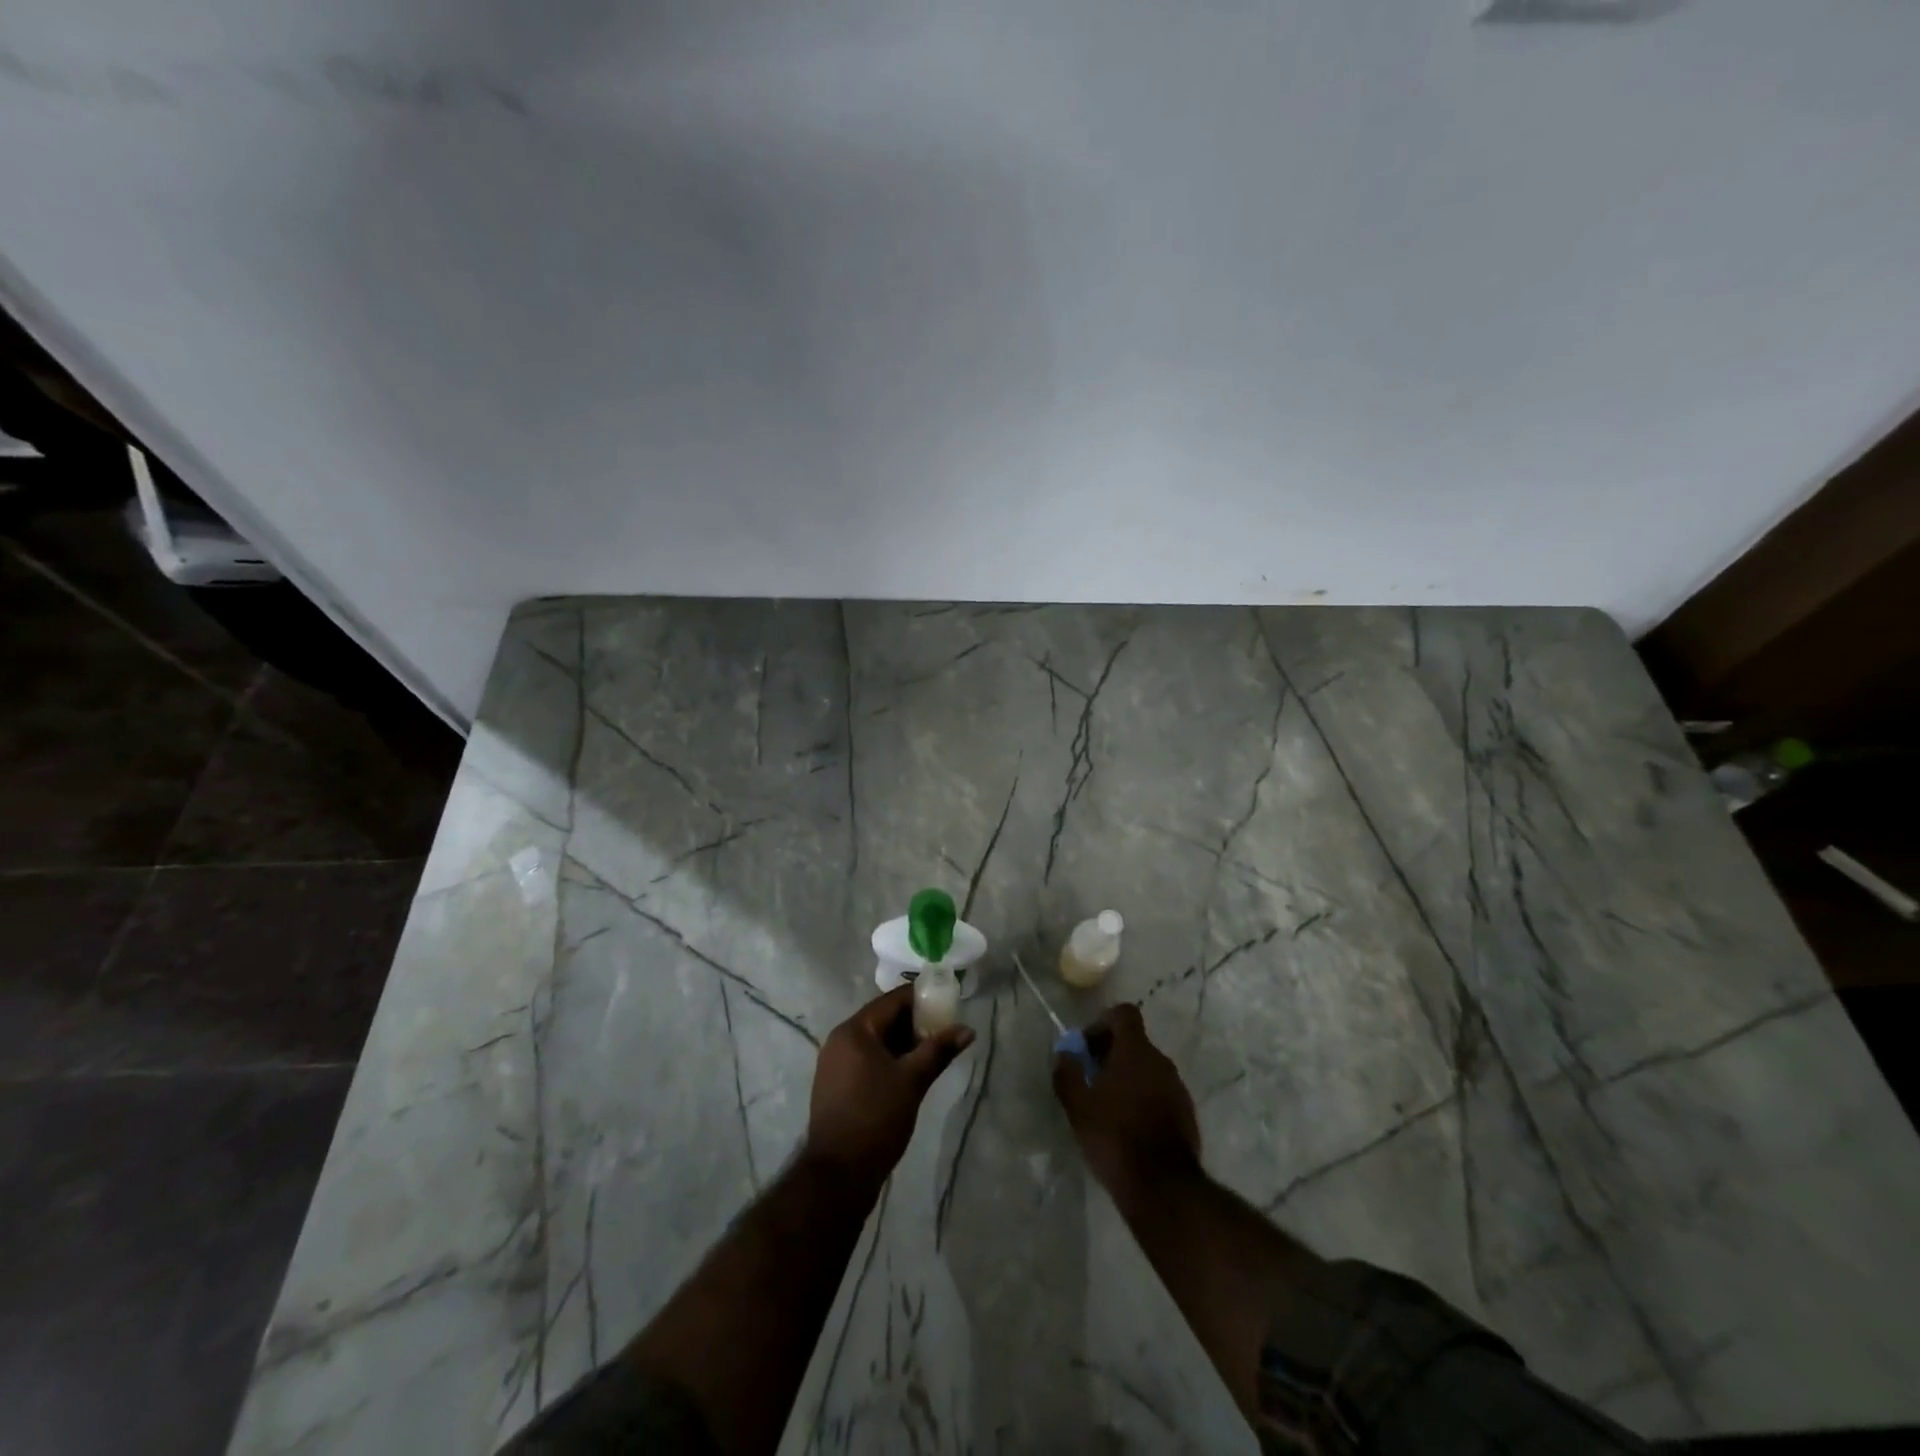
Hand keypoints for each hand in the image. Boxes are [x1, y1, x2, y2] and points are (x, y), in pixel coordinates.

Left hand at [805, 985, 973, 1191]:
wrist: (838, 1176)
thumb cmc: (875, 1118)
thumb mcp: (912, 1080)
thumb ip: (939, 1050)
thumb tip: (967, 1029)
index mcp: (854, 1030)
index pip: (893, 1000)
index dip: (922, 1000)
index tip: (949, 1006)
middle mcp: (840, 1040)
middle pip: (884, 1019)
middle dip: (916, 1024)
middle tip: (946, 1033)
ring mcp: (836, 1065)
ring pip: (878, 1042)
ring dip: (905, 1044)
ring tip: (935, 1054)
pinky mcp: (838, 1086)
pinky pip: (869, 1060)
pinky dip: (891, 1061)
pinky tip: (913, 1074)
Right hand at [1053, 1003, 1201, 1205]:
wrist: (1163, 1188)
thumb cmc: (1115, 1137)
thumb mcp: (1078, 1106)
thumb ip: (1067, 1073)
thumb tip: (1064, 1054)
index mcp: (1136, 1050)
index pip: (1124, 1013)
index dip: (1103, 1023)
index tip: (1086, 1047)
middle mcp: (1161, 1061)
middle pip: (1135, 1042)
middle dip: (1110, 1053)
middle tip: (1090, 1079)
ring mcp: (1178, 1088)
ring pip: (1148, 1069)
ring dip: (1127, 1077)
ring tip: (1106, 1106)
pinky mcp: (1187, 1114)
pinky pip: (1160, 1093)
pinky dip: (1143, 1098)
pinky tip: (1128, 1127)